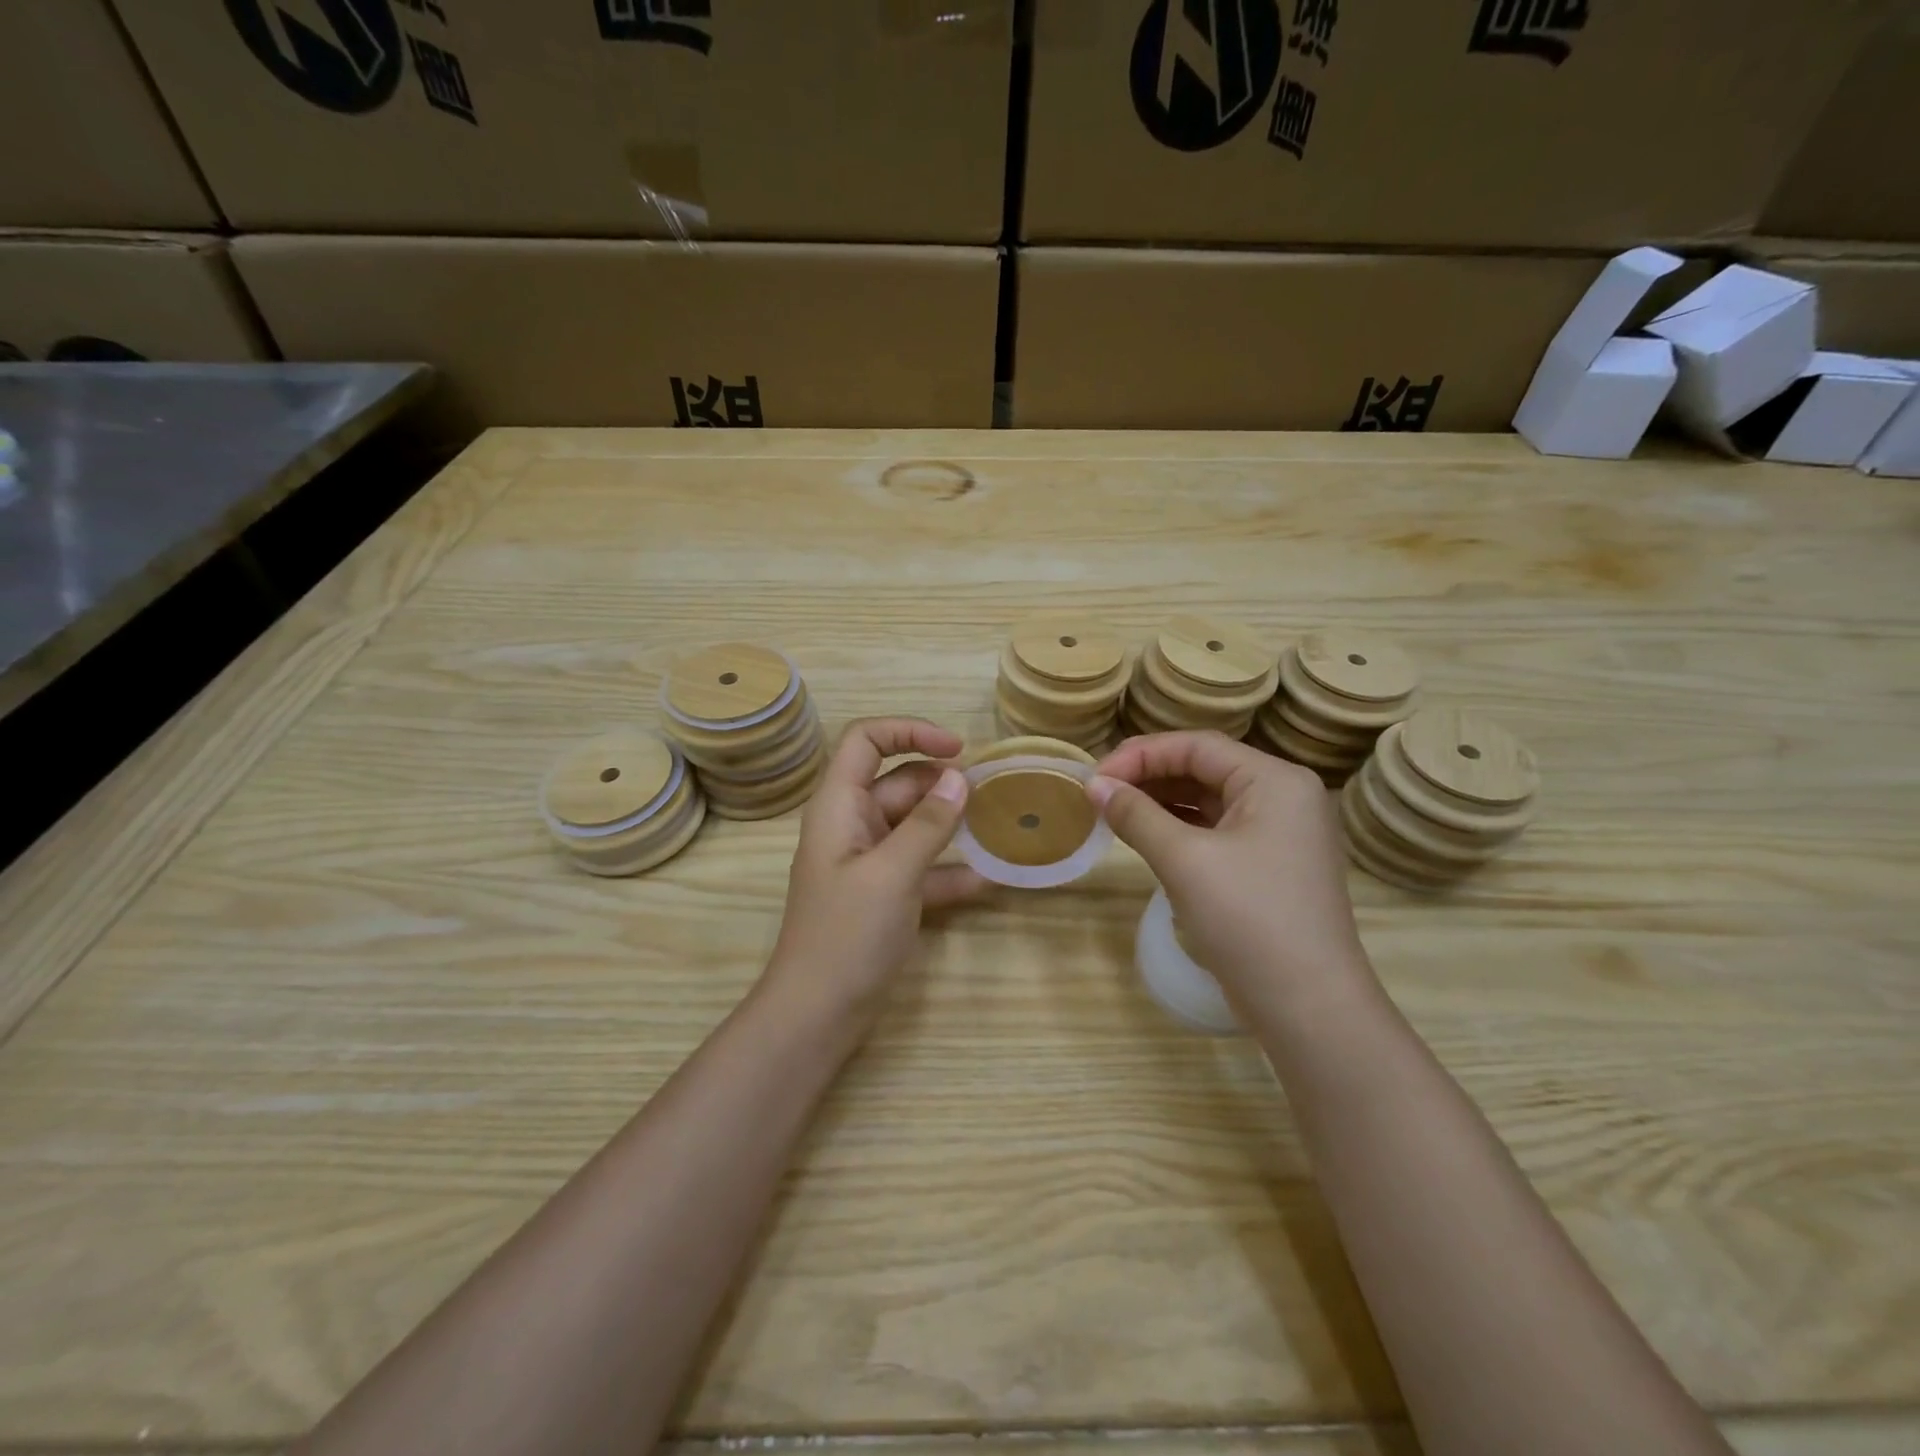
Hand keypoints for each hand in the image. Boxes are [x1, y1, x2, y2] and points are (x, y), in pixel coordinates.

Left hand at [767, 718, 985, 1028]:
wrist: (817, 1015)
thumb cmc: (847, 935)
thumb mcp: (893, 873)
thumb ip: (929, 823)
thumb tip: (960, 777)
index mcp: (839, 806)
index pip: (866, 740)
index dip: (910, 731)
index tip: (957, 749)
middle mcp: (851, 825)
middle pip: (897, 781)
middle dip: (941, 783)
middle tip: (990, 794)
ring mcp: (866, 861)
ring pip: (912, 824)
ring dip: (949, 824)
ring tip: (996, 826)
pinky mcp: (882, 894)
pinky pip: (919, 866)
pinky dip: (948, 869)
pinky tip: (987, 880)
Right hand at [1089, 731, 1373, 1014]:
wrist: (1307, 1007)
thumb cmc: (1248, 920)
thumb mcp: (1184, 860)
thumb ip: (1136, 815)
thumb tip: (1094, 785)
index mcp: (1275, 780)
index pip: (1197, 746)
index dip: (1141, 754)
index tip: (1095, 777)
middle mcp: (1283, 796)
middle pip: (1204, 768)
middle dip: (1149, 776)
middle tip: (1099, 793)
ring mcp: (1279, 833)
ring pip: (1208, 800)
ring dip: (1160, 802)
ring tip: (1113, 812)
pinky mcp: (1268, 865)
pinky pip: (1216, 830)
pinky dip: (1178, 829)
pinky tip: (1145, 836)